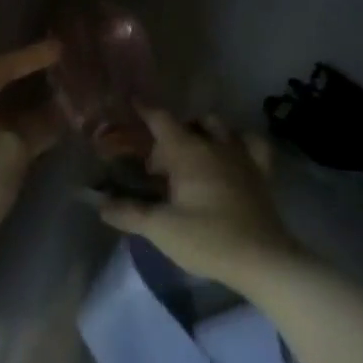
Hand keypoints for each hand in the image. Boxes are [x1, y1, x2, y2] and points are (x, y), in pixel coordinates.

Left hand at [0, 39, 62, 282]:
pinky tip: (37, 145)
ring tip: (61, 110)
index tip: (60, 48)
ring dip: (24, 117)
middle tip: (64, 77)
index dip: (30, 57)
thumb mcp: (9, 153)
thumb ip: (37, 127)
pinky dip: (14, 142)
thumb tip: (61, 111)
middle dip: (28, 87)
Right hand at [98, 109, 302, 288]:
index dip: (145, 110)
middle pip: (187, 125)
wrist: (263, 260)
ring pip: (219, 126)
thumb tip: (100, 203)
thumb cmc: (208, 239)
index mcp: (188, 152)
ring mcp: (241, 155)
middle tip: (157, 169)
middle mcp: (214, 145)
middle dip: (168, 138)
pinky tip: (232, 153)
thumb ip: (129, 212)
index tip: (133, 101)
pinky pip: (252, 143)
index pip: (162, 120)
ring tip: (190, 156)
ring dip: (201, 133)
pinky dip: (239, 141)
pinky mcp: (261, 172)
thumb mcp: (161, 228)